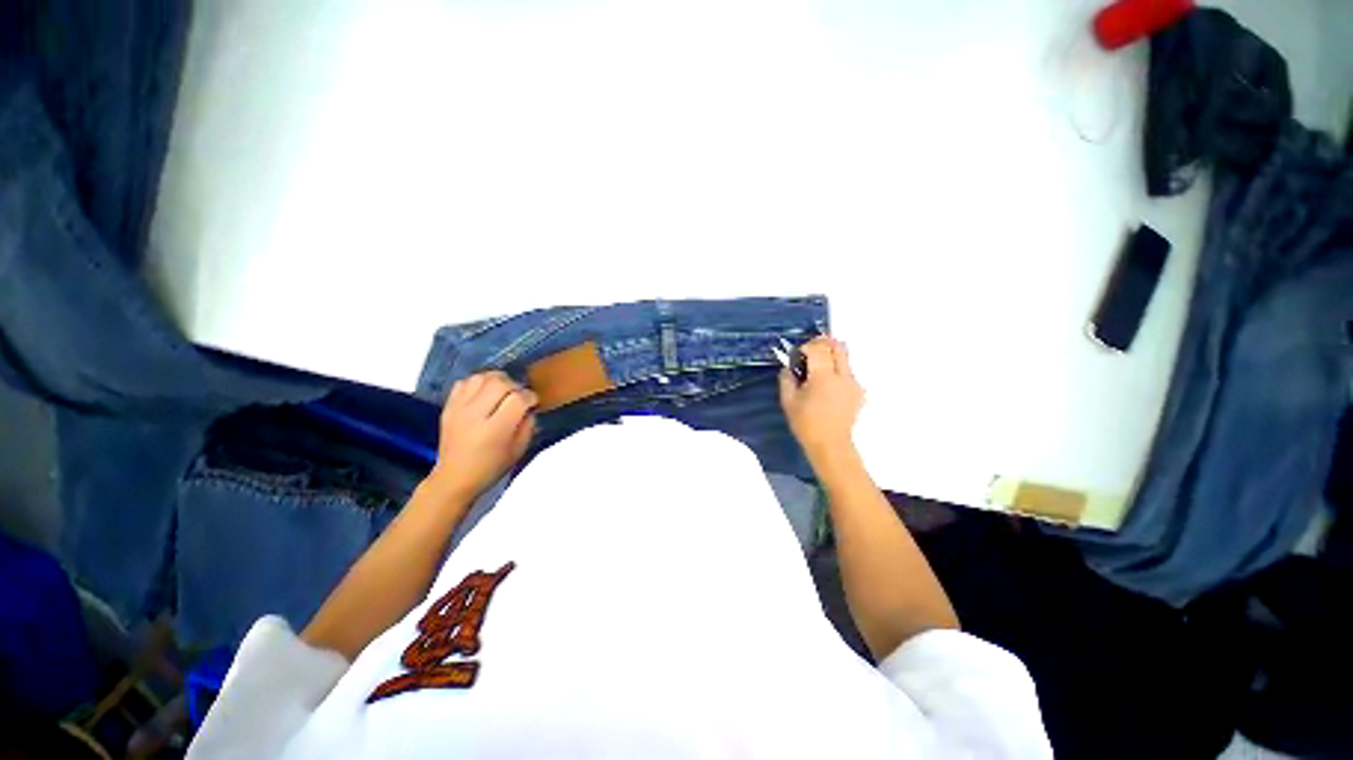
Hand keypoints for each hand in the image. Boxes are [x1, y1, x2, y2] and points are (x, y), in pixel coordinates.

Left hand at [429, 371, 537, 500]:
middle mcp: (475, 415)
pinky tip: (483, 393)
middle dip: (515, 385)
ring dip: (496, 380)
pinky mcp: (448, 407)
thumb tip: (529, 407)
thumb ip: (528, 425)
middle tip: (518, 395)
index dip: (530, 397)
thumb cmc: (491, 467)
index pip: (517, 399)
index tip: (533, 402)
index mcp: (495, 429)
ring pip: (481, 377)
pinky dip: (477, 383)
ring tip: (502, 390)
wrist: (454, 477)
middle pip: (499, 383)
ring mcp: (458, 409)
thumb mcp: (519, 450)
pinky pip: (464, 382)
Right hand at [778, 336, 864, 464]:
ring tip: (817, 368)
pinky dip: (837, 371)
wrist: (831, 445)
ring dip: (831, 356)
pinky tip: (827, 386)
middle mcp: (842, 376)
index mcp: (823, 377)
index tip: (798, 354)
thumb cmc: (806, 424)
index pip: (818, 348)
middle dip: (823, 343)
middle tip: (810, 351)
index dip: (807, 346)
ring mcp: (854, 383)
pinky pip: (848, 372)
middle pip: (837, 346)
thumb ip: (786, 379)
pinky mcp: (859, 392)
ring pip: (845, 358)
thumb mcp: (788, 401)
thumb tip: (788, 368)